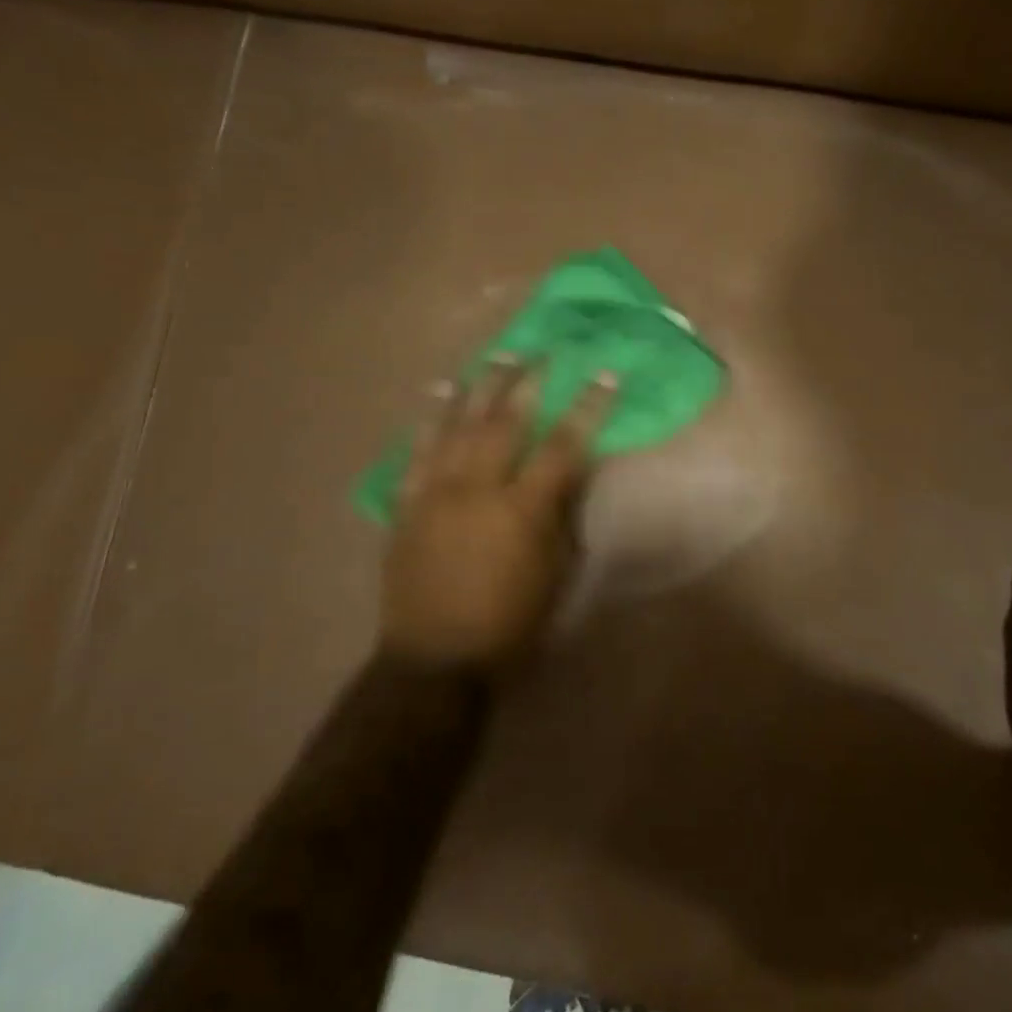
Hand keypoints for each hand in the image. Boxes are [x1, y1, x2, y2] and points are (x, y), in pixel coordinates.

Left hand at [381, 358, 616, 669]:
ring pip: (457, 426)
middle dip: (527, 382)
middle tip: (542, 352)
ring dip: (479, 387)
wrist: (435, 660)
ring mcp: (436, 493)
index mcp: (522, 510)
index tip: (604, 373)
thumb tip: (571, 476)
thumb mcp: (555, 575)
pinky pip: (416, 452)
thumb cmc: (510, 625)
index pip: (563, 445)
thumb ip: (562, 518)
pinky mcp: (407, 505)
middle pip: (505, 422)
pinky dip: (428, 420)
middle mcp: (477, 490)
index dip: (587, 407)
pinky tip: (437, 393)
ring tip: (496, 357)